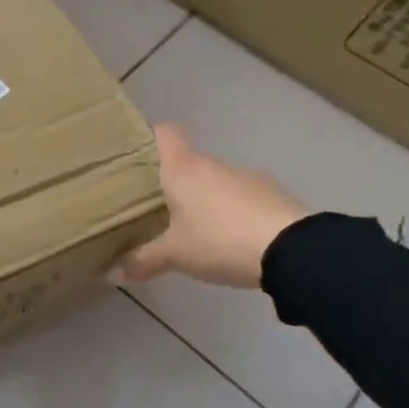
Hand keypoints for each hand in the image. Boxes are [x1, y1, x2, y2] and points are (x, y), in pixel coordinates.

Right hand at [112, 125, 306, 289]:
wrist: (295, 252)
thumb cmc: (219, 241)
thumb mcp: (175, 256)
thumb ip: (143, 261)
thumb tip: (113, 273)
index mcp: (183, 170)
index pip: (165, 135)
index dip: (150, 138)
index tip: (137, 155)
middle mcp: (214, 166)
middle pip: (188, 163)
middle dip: (173, 182)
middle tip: (156, 207)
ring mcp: (248, 179)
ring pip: (216, 182)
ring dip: (205, 200)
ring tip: (194, 229)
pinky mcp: (274, 196)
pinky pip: (242, 199)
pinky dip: (233, 213)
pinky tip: (229, 240)